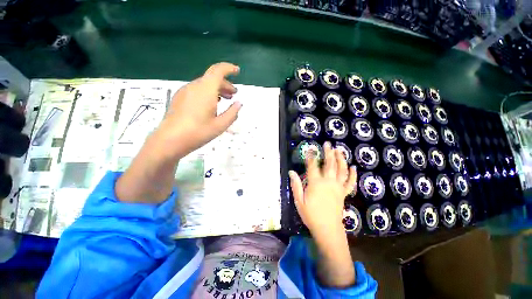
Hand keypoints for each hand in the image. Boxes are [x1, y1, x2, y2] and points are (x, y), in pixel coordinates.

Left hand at [115, 62, 240, 203]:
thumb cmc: (198, 132)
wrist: (170, 140)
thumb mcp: (220, 125)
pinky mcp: (180, 98)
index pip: (218, 70)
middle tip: (234, 94)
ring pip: (204, 84)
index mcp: (206, 90)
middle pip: (212, 78)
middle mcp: (194, 87)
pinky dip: (207, 93)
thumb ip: (232, 113)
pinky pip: (197, 90)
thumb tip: (239, 104)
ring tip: (224, 100)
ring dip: (216, 89)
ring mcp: (185, 92)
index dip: (228, 68)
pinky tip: (210, 105)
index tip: (237, 71)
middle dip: (225, 84)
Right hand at [288, 142, 356, 240]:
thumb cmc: (311, 215)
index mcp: (316, 184)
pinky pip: (350, 182)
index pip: (312, 166)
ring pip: (341, 170)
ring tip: (340, 150)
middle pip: (329, 164)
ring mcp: (338, 187)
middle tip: (328, 143)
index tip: (310, 149)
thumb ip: (296, 185)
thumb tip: (291, 172)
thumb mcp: (299, 201)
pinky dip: (353, 174)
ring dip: (341, 159)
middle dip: (328, 152)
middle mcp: (328, 182)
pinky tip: (354, 167)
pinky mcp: (343, 193)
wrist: (327, 229)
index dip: (311, 156)